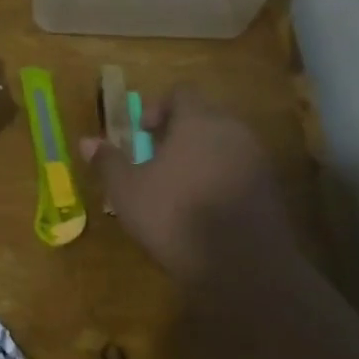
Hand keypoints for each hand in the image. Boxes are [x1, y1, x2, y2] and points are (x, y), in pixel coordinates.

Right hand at [79, 87, 297, 288]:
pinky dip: (219, 178)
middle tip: (154, 160)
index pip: (182, 92)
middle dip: (178, 133)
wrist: (242, 265)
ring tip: (175, 186)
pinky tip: (201, 208)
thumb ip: (108, 161)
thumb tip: (87, 141)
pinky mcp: (271, 189)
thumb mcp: (127, 190)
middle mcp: (234, 131)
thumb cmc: (174, 215)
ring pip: (223, 144)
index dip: (157, 107)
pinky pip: (239, 169)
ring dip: (199, 156)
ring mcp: (258, 160)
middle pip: (205, 117)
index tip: (142, 134)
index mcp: (199, 121)